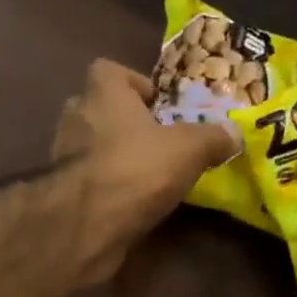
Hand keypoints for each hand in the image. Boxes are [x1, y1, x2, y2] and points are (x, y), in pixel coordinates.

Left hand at [54, 58, 237, 283]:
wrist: (86, 226)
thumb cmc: (136, 170)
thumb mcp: (189, 150)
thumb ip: (212, 138)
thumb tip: (235, 133)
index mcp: (103, 94)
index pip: (108, 70)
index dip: (133, 82)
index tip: (157, 105)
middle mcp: (76, 118)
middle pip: (98, 109)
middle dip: (124, 122)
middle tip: (155, 142)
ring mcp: (63, 158)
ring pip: (90, 147)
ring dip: (113, 157)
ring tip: (146, 176)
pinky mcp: (61, 195)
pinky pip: (87, 182)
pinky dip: (104, 188)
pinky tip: (129, 204)